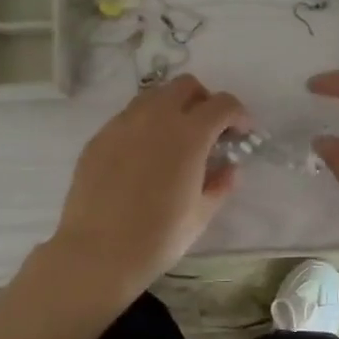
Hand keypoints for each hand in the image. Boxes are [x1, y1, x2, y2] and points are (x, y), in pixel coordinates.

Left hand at [46, 74, 249, 297]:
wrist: (97, 253)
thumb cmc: (157, 237)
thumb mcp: (200, 215)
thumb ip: (220, 185)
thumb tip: (229, 168)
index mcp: (188, 135)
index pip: (222, 104)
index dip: (238, 115)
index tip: (241, 134)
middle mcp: (155, 118)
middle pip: (185, 86)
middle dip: (203, 101)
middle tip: (208, 131)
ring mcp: (122, 124)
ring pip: (153, 96)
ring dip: (172, 108)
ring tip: (174, 140)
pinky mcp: (99, 138)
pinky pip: (128, 117)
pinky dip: (144, 125)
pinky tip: (142, 157)